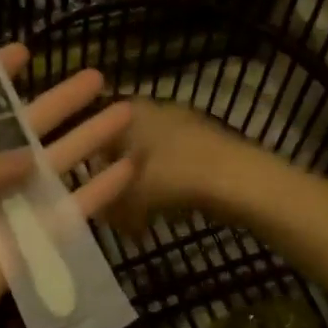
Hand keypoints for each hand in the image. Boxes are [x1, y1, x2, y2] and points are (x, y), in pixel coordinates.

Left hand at [0, 46, 134, 327]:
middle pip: (14, 135)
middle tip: (95, 77)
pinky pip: (58, 219)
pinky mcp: (17, 256)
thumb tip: (28, 159)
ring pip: (45, 172)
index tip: (24, 52)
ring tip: (125, 112)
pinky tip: (126, 171)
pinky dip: (92, 196)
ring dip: (83, 143)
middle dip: (54, 107)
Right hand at [100, 98, 253, 236]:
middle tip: (114, 210)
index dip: (87, 163)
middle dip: (116, 180)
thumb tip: (99, 212)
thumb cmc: (174, 179)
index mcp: (129, 111)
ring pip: (149, 157)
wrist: (241, 180)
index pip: (93, 130)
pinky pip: (173, 165)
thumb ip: (107, 204)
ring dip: (142, 187)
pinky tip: (170, 212)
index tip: (86, 191)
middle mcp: (153, 108)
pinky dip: (167, 187)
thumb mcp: (129, 197)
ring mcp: (184, 124)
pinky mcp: (206, 143)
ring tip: (140, 218)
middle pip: (122, 146)